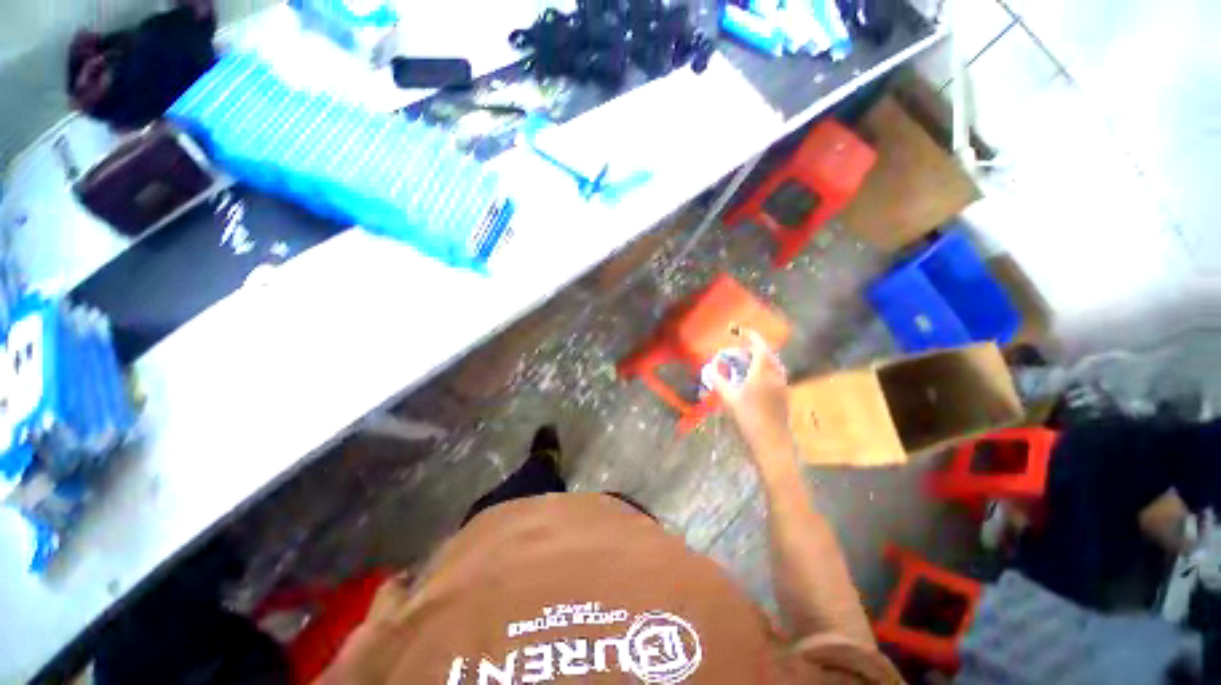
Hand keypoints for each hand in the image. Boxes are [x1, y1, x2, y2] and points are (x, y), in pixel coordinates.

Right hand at [708, 330, 793, 461]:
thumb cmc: (748, 419)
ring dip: (761, 360)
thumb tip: (709, 369)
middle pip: (769, 354)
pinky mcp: (784, 397)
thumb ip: (718, 381)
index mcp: (763, 372)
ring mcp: (782, 387)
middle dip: (755, 348)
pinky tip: (754, 381)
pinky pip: (775, 376)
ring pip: (773, 365)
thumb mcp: (728, 399)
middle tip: (741, 349)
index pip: (760, 346)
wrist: (771, 444)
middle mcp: (776, 375)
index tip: (741, 330)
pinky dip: (765, 371)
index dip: (751, 336)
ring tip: (746, 364)